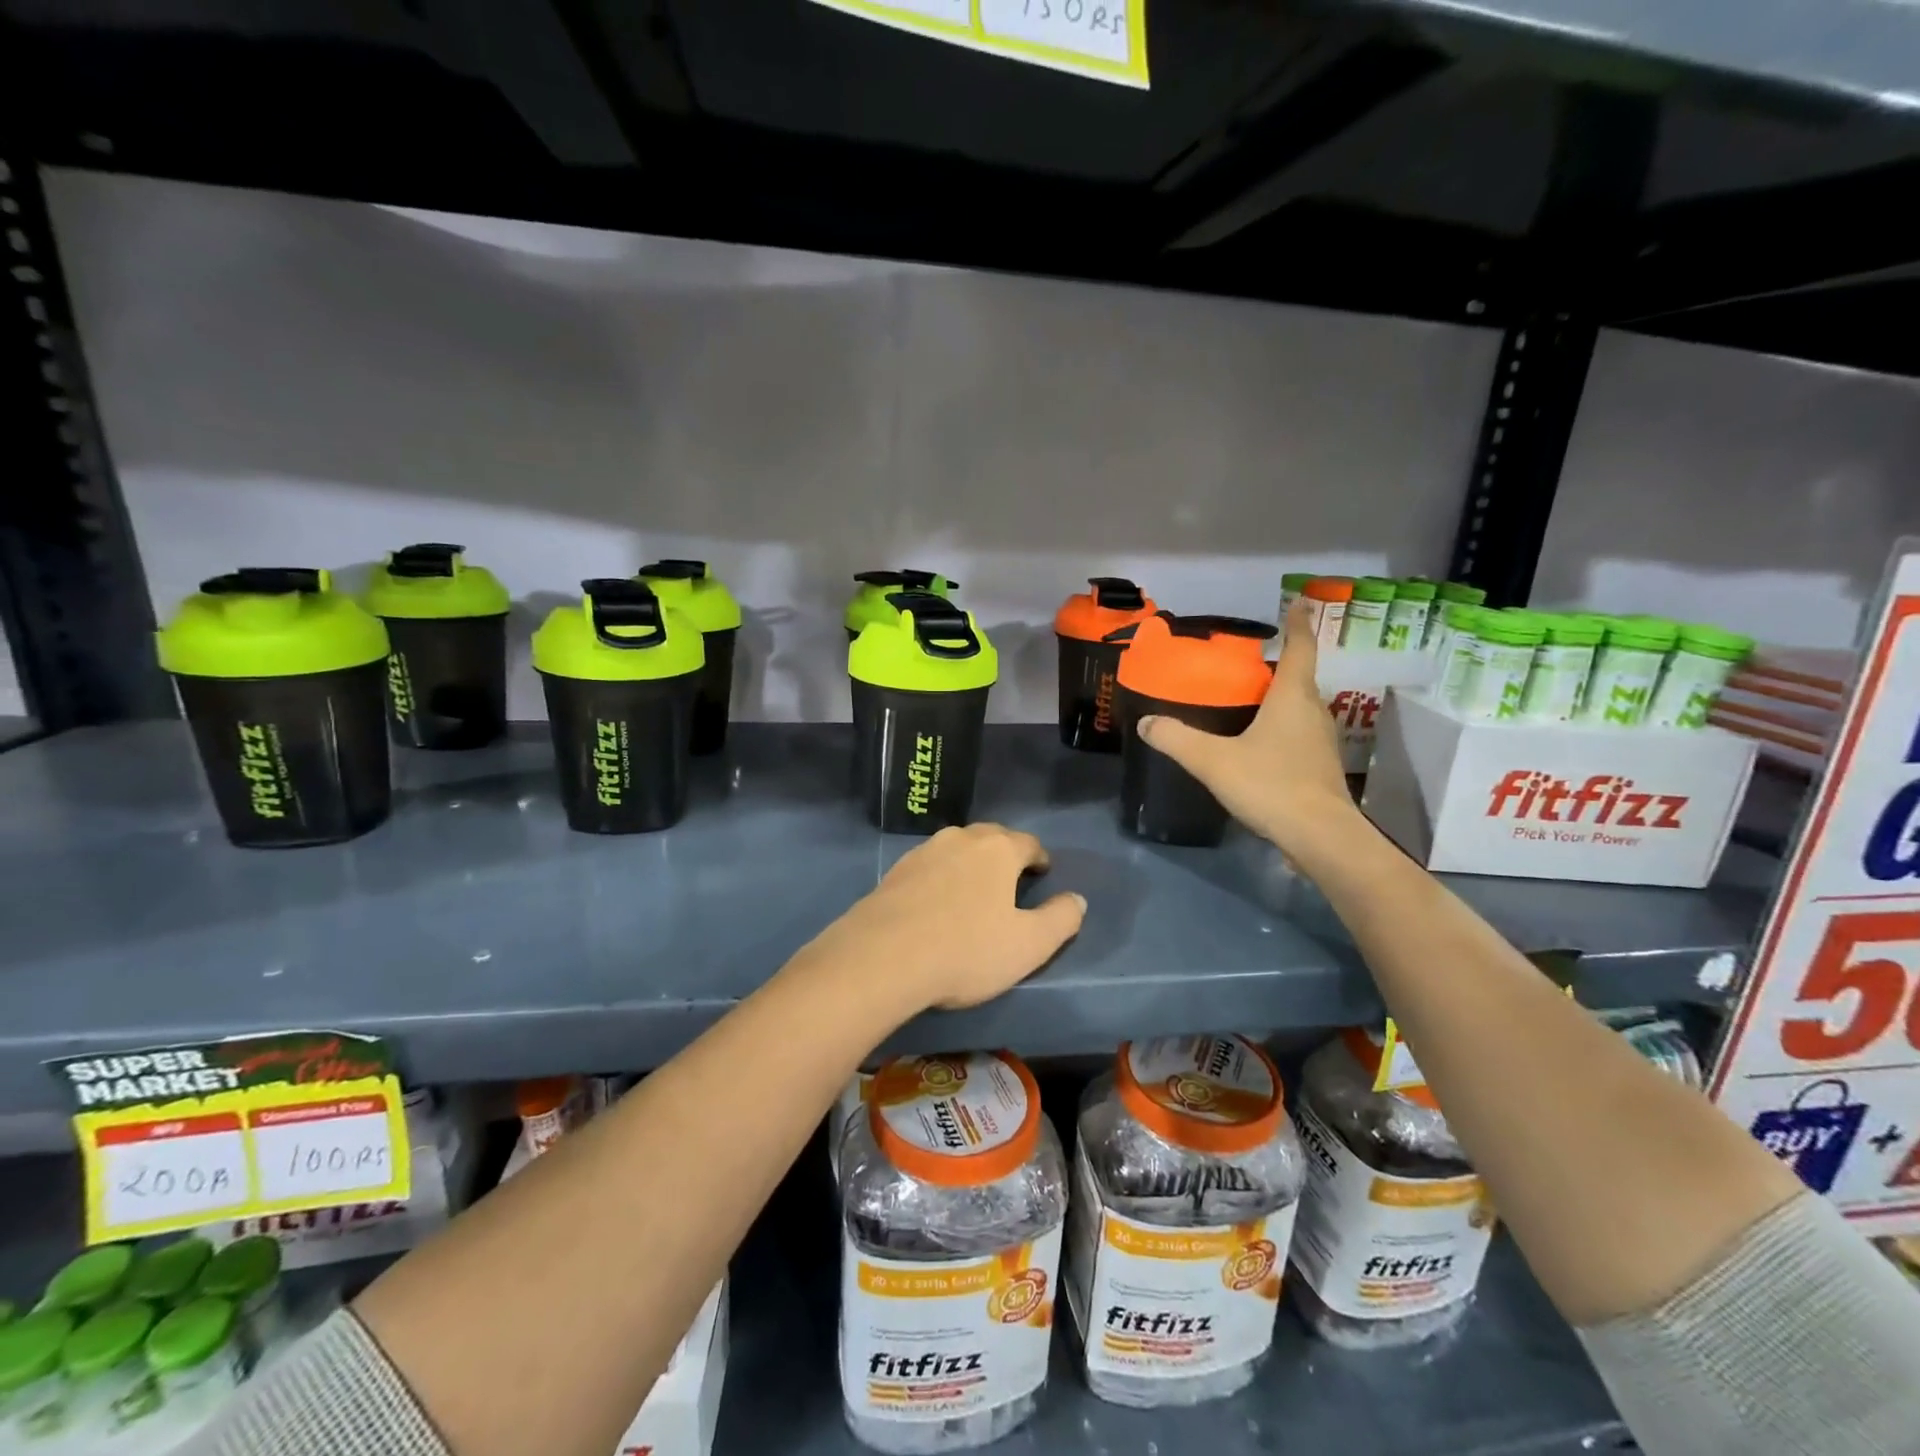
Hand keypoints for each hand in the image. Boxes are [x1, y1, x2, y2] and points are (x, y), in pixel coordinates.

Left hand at [804, 824, 1085, 1013]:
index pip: (1028, 843)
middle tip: (1011, 877)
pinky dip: (941, 877)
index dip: (1040, 858)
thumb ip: (1061, 920)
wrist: (882, 957)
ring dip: (970, 862)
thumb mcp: (1029, 945)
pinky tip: (937, 901)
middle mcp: (960, 839)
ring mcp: (923, 852)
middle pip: (991, 837)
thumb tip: (1077, 900)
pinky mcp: (894, 871)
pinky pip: (929, 866)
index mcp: (998, 849)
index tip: (1043, 872)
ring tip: (975, 888)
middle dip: (1005, 853)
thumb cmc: (966, 950)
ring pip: (956, 848)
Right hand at [1137, 599, 1360, 851]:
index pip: (1300, 647)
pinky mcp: (1320, 766)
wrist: (1320, 836)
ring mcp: (1321, 741)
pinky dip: (1281, 726)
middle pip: (1299, 677)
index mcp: (1293, 697)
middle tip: (1245, 663)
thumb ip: (1177, 739)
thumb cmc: (1271, 785)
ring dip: (1279, 698)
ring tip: (1247, 699)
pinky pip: (1299, 732)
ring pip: (1300, 707)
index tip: (1297, 602)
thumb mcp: (1213, 761)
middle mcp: (1313, 711)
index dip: (1297, 623)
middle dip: (1277, 665)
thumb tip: (1145, 722)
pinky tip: (1257, 742)